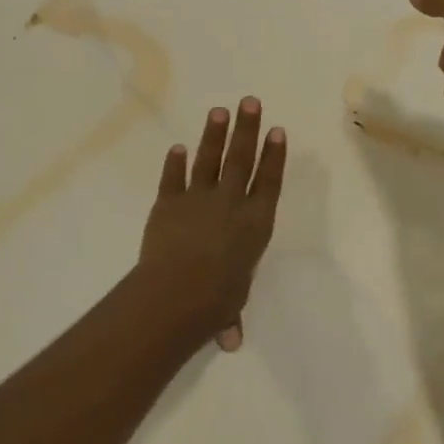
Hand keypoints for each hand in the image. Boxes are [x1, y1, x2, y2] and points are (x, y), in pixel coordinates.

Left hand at [135, 97, 286, 350]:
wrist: (176, 292)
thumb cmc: (215, 301)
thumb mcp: (231, 306)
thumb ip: (230, 314)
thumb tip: (230, 342)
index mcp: (255, 224)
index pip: (269, 181)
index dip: (274, 155)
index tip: (276, 130)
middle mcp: (231, 204)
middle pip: (241, 159)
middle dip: (247, 130)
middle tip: (250, 101)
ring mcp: (198, 200)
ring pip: (209, 160)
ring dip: (214, 135)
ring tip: (220, 111)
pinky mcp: (167, 204)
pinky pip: (172, 179)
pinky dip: (174, 163)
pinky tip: (177, 147)